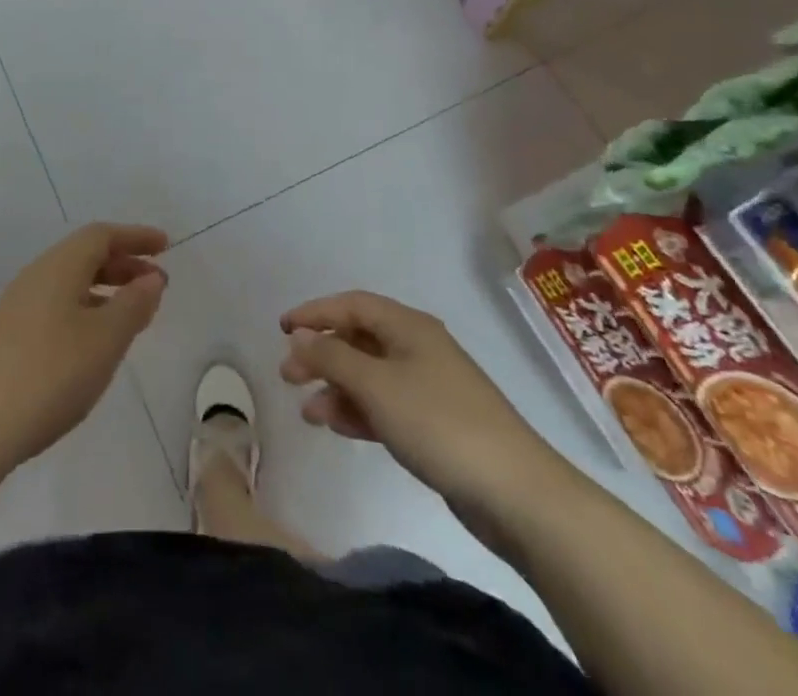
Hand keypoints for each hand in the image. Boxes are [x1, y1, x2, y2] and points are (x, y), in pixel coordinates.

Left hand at [0, 223, 168, 467]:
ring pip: (71, 282)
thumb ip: (133, 305)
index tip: (166, 246)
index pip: (101, 235)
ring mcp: (19, 306)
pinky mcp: (10, 336)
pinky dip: (87, 309)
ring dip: (106, 289)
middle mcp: (37, 276)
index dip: (136, 237)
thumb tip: (151, 278)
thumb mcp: (105, 339)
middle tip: (157, 284)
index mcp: (59, 266)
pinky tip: (96, 341)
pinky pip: (59, 305)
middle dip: (124, 264)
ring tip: (134, 313)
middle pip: (85, 255)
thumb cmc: (51, 373)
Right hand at [279, 291, 563, 514]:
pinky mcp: (434, 424)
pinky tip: (337, 427)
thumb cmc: (438, 423)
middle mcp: (417, 348)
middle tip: (288, 375)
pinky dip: (358, 411)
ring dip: (336, 388)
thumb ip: (332, 358)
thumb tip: (300, 337)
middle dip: (321, 354)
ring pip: (369, 376)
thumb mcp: (376, 385)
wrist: (516, 493)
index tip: (282, 329)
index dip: (315, 312)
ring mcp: (428, 387)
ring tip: (308, 412)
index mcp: (408, 326)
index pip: (351, 304)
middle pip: (358, 339)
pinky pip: (384, 405)